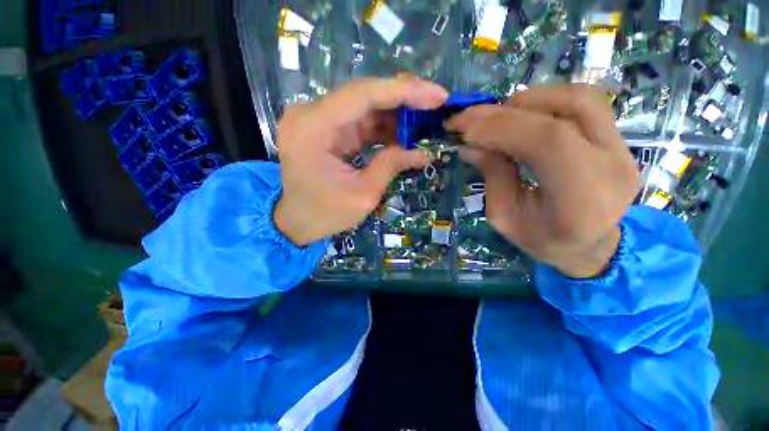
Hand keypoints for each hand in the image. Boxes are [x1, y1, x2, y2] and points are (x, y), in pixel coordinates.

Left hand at [274, 78, 448, 245]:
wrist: (296, 222)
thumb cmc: (324, 214)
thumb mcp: (362, 195)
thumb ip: (390, 166)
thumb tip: (423, 153)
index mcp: (313, 127)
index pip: (363, 95)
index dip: (403, 92)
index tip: (437, 96)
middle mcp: (311, 115)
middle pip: (365, 96)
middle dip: (404, 100)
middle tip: (436, 105)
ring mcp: (318, 121)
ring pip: (365, 108)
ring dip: (396, 115)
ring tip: (426, 121)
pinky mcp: (327, 132)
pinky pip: (360, 122)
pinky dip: (383, 128)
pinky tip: (405, 133)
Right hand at [446, 85, 639, 277]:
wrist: (589, 246)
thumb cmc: (542, 240)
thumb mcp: (504, 217)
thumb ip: (493, 176)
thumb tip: (469, 144)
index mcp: (582, 201)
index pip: (548, 143)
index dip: (502, 128)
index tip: (464, 130)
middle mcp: (612, 168)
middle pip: (566, 111)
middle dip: (506, 111)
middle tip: (470, 119)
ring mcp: (623, 149)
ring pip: (579, 98)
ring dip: (529, 101)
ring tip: (496, 117)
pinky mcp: (619, 140)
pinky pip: (585, 103)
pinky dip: (546, 102)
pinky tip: (521, 116)